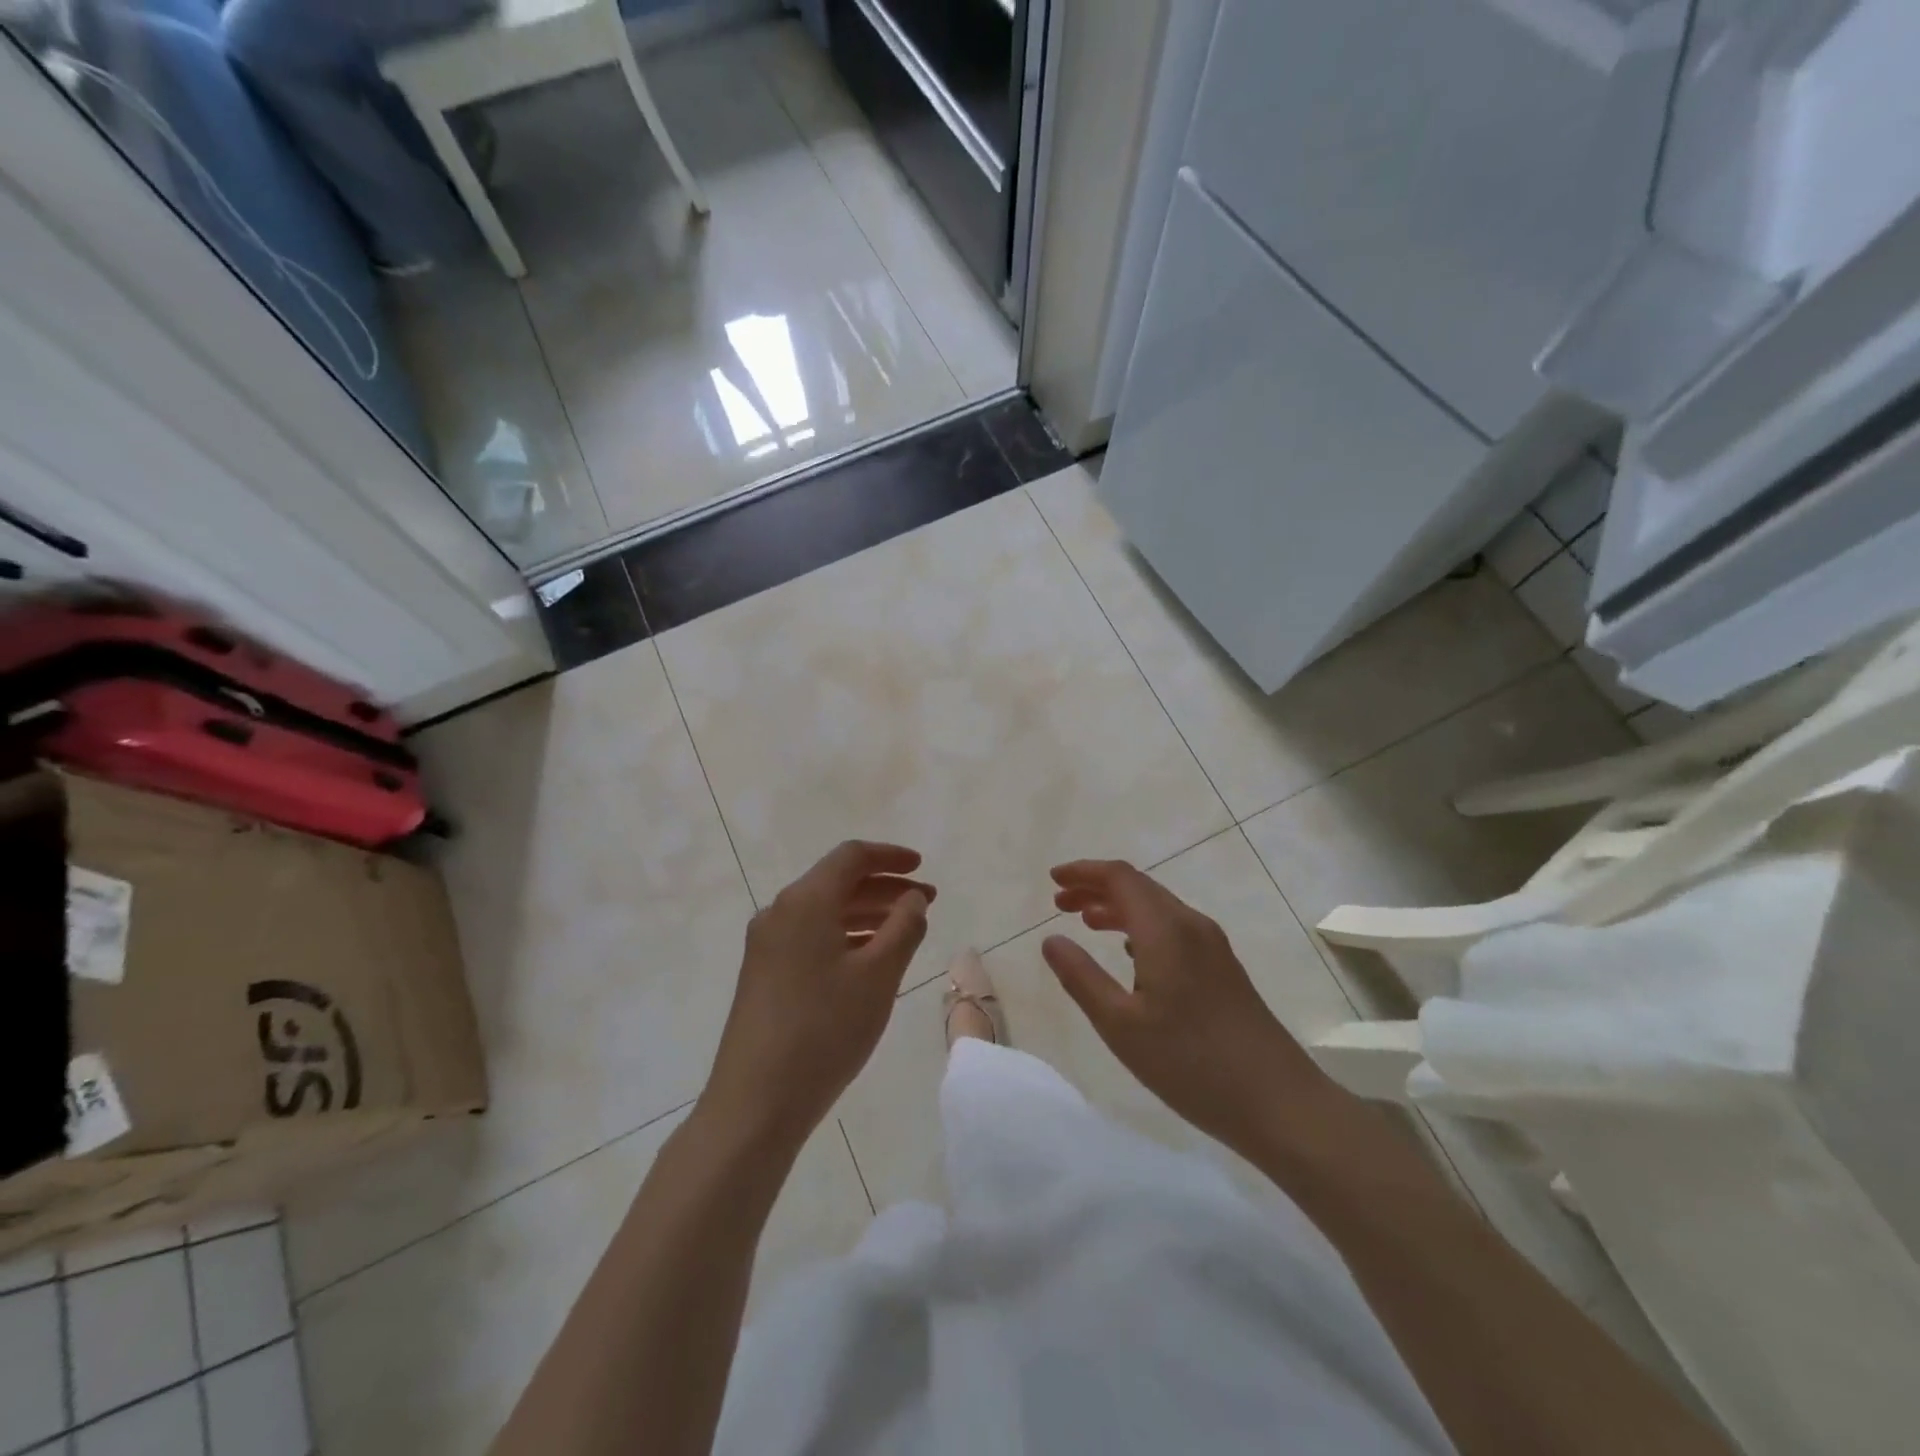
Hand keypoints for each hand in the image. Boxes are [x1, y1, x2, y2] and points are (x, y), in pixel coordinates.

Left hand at [700, 842, 932, 1151]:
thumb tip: (913, 899)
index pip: (851, 857)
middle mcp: (780, 912)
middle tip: (925, 904)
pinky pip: (810, 936)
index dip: (890, 857)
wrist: (755, 1102)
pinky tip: (867, 959)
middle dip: (884, 887)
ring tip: (904, 931)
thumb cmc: (825, 1030)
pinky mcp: (762, 973)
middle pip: (837, 882)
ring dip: (866, 913)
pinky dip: (844, 935)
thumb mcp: (878, 976)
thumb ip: (904, 927)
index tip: (922, 868)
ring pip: (824, 911)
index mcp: (805, 901)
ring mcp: (766, 944)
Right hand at [1042, 859, 1331, 1161]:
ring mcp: (1213, 946)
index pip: (1120, 878)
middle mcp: (1191, 925)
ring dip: (1118, 907)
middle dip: (1096, 888)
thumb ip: (1081, 978)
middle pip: (1139, 887)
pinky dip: (1141, 927)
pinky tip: (1128, 952)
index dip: (1084, 872)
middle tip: (1060, 904)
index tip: (1052, 880)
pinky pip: (1173, 928)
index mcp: (1165, 930)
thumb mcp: (1121, 1026)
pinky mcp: (1223, 968)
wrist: (1280, 1103)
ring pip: (1157, 908)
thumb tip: (1051, 939)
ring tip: (1084, 922)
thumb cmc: (1191, 1064)